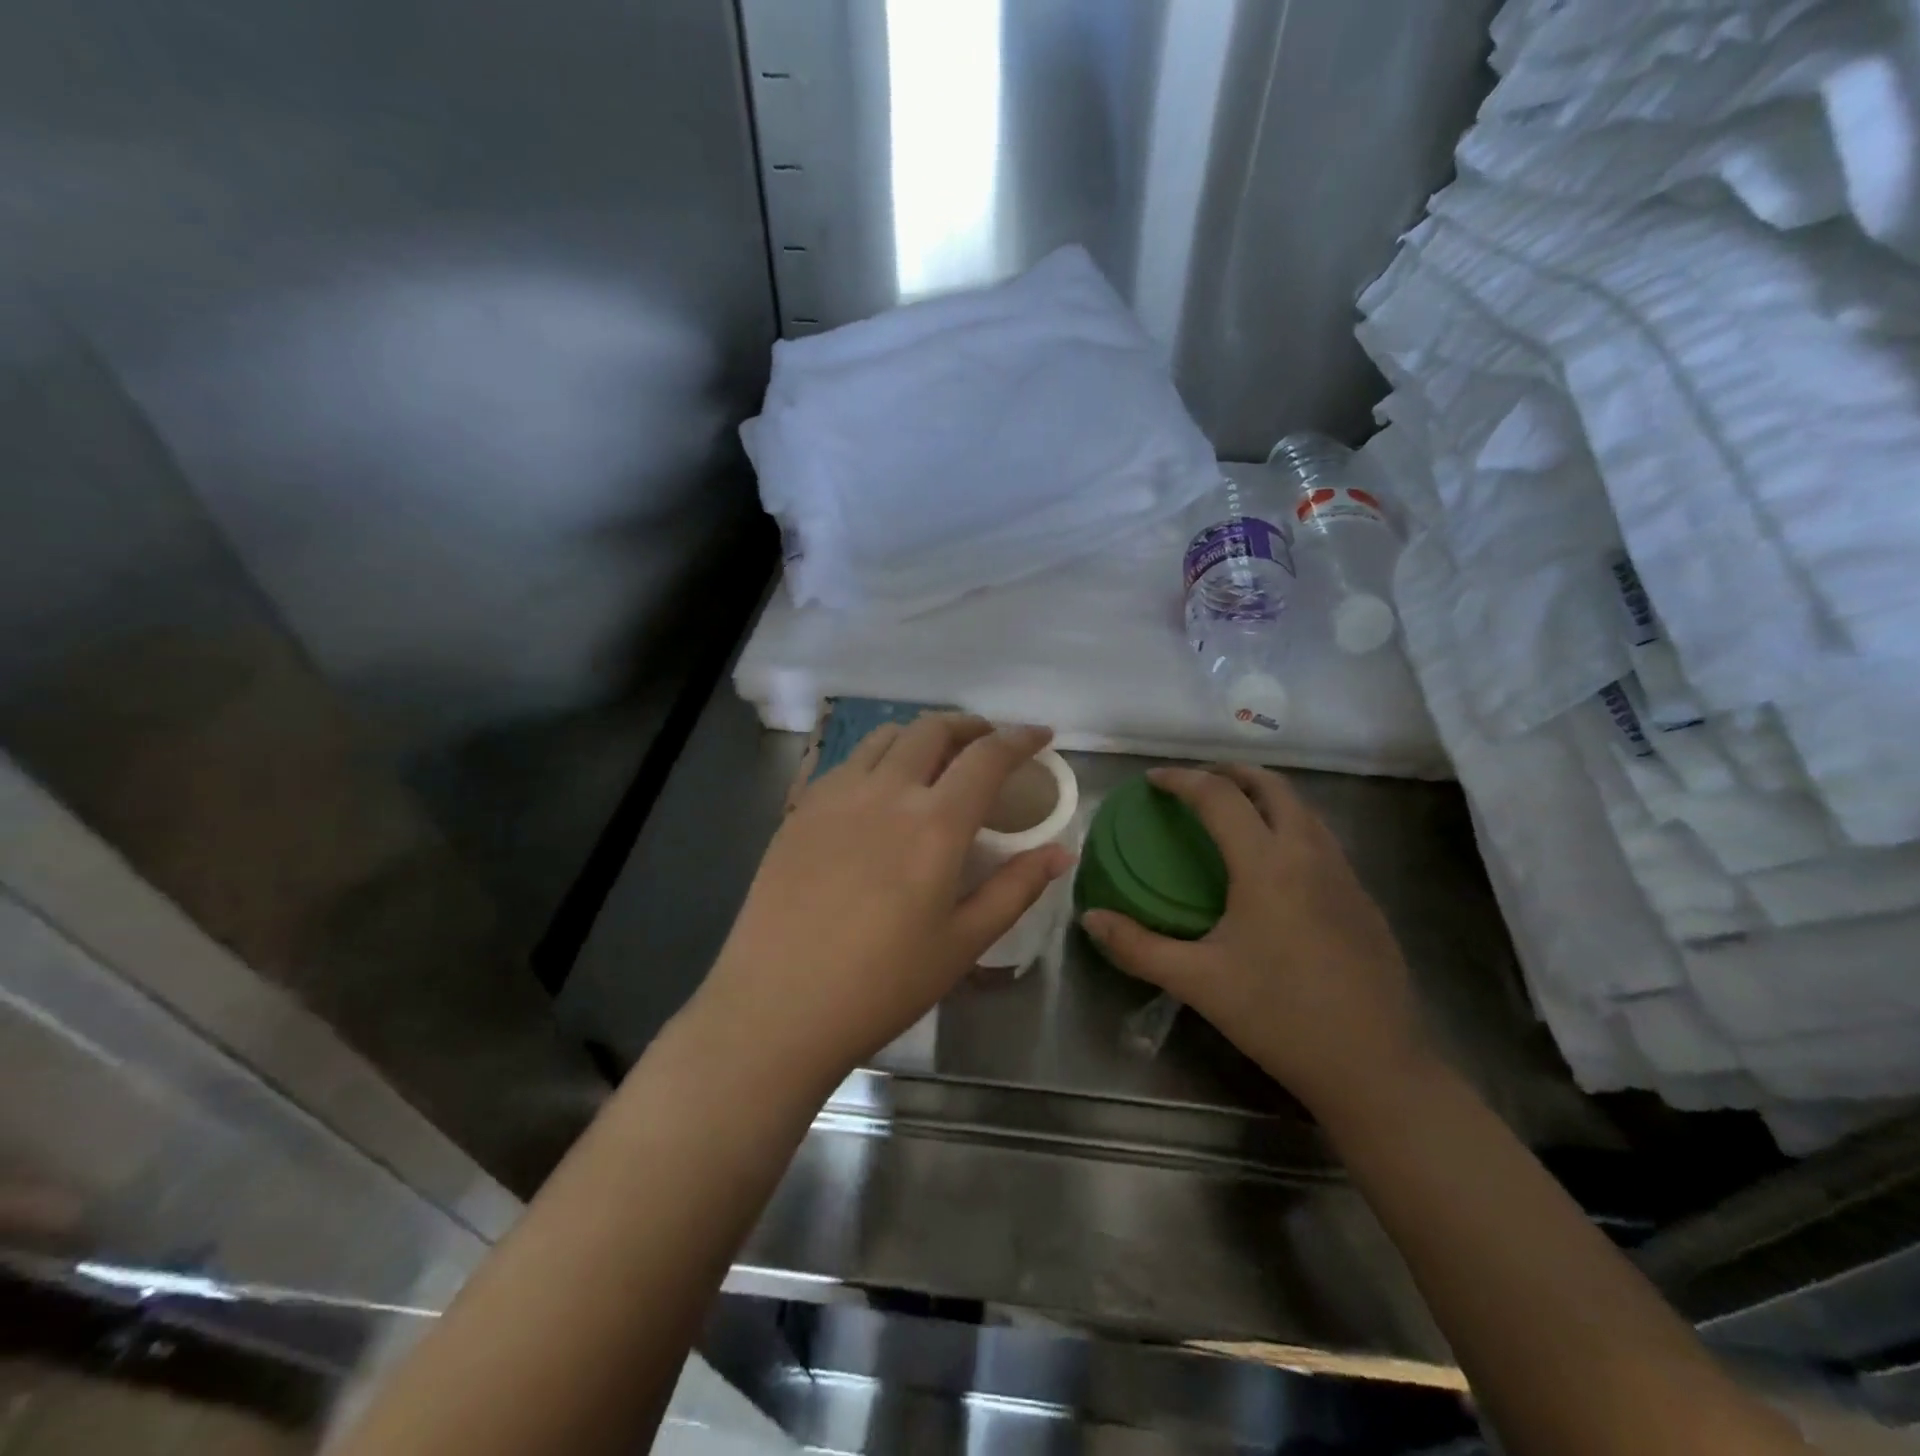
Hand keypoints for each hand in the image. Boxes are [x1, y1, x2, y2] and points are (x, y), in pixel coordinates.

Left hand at [697, 716, 1073, 1085]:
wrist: (777, 1007)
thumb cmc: (882, 984)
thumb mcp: (963, 944)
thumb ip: (1015, 889)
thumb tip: (1060, 852)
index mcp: (934, 824)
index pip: (987, 757)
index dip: (1019, 738)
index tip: (1040, 735)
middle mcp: (885, 792)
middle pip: (933, 729)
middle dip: (969, 725)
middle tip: (988, 742)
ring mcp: (835, 795)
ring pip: (885, 737)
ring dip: (921, 735)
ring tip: (935, 758)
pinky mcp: (800, 810)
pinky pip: (847, 762)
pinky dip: (878, 757)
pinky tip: (879, 790)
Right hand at [1082, 764, 1427, 1119]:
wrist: (1376, 1066)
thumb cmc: (1280, 1016)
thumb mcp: (1198, 982)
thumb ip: (1138, 946)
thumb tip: (1090, 919)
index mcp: (1267, 864)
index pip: (1219, 797)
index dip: (1182, 780)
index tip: (1152, 780)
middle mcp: (1310, 854)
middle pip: (1272, 786)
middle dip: (1230, 772)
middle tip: (1196, 782)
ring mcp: (1345, 874)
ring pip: (1304, 809)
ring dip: (1265, 796)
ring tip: (1233, 813)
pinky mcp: (1364, 899)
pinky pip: (1322, 839)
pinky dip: (1290, 826)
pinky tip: (1274, 866)